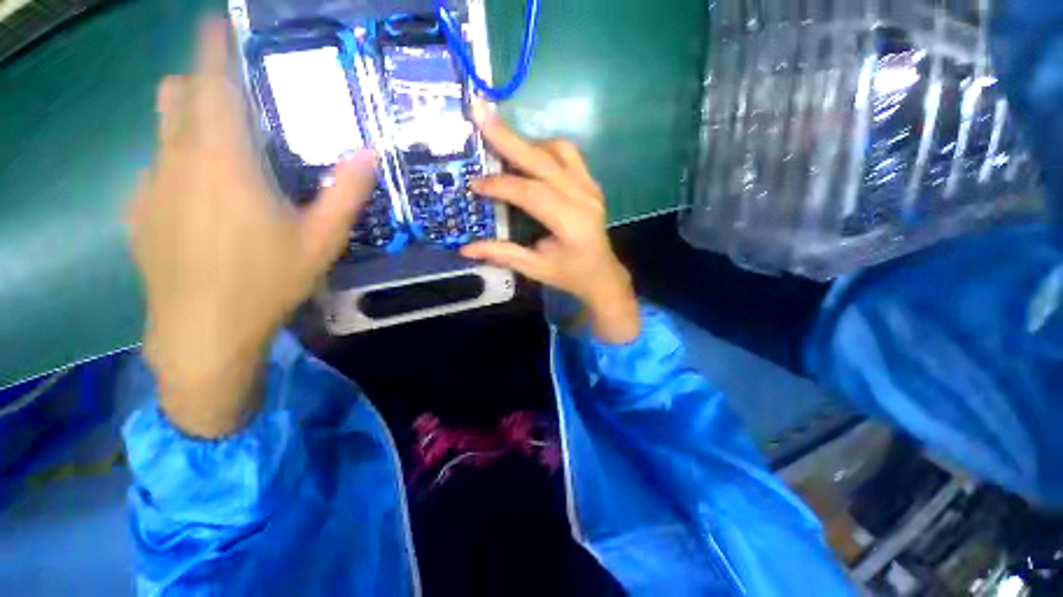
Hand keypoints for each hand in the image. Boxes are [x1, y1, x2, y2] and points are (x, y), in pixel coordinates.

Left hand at [128, 19, 375, 436]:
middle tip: (234, 101)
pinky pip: (158, 171)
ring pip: (164, 133)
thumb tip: (369, 153)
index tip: (215, 23)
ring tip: (225, 159)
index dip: (212, 48)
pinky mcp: (139, 213)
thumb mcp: (321, 239)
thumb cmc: (266, 281)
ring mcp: (151, 186)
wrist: (202, 331)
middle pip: (176, 96)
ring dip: (190, 127)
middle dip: (199, 83)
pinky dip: (180, 168)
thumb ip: (345, 192)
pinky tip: (205, 207)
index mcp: (223, 161)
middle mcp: (177, 160)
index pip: (211, 84)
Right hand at [461, 102, 639, 343]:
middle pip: (544, 160)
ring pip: (558, 150)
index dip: (501, 185)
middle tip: (479, 112)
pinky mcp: (591, 183)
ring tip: (501, 143)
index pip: (531, 194)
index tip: (474, 183)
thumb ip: (503, 254)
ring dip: (528, 143)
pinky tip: (527, 157)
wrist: (602, 274)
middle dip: (508, 137)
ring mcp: (591, 187)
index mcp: (571, 223)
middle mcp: (584, 198)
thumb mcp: (535, 269)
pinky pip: (568, 155)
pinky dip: (544, 150)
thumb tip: (466, 248)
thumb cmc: (569, 275)